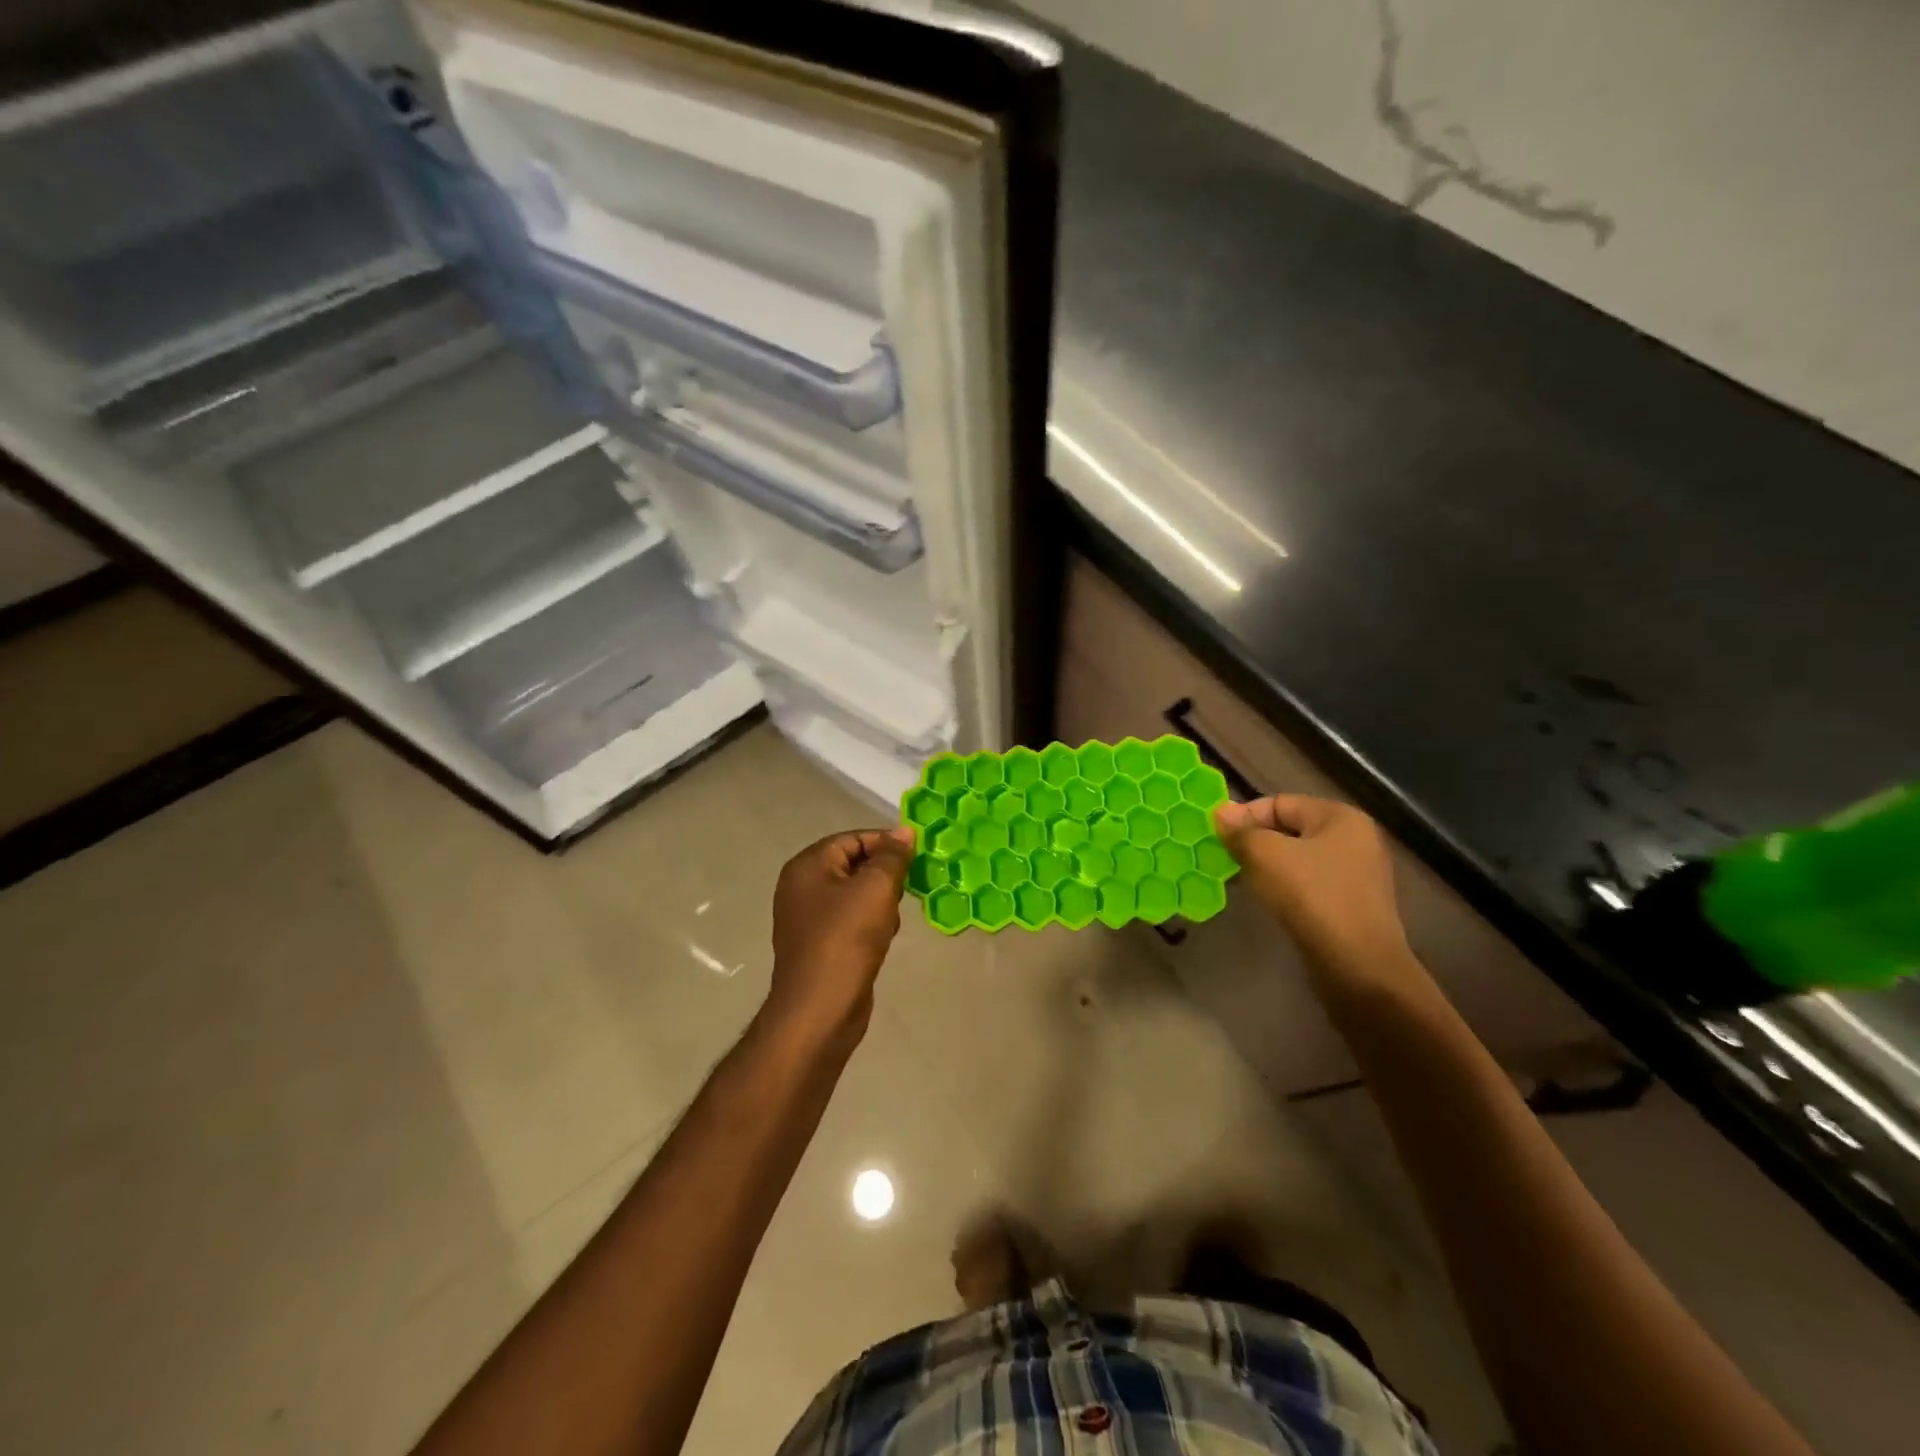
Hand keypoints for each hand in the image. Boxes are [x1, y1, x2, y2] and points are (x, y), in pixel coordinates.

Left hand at [764, 826, 914, 1049]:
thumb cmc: (846, 939)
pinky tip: (884, 937)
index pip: (852, 839)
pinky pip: (851, 920)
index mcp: (807, 866)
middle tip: (910, 886)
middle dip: (884, 874)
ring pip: (855, 894)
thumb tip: (904, 832)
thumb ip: (892, 857)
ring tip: (895, 916)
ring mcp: (808, 918)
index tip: (917, 855)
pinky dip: (870, 923)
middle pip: (853, 864)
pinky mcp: (820, 944)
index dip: (886, 843)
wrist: (820, 1010)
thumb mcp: (876, 889)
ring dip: (880, 900)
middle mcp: (802, 887)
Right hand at [1213, 795, 1411, 975]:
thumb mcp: (1266, 855)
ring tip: (1240, 880)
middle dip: (1254, 841)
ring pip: (1298, 858)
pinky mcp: (1352, 904)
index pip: (1280, 803)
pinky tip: (1267, 900)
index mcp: (1340, 817)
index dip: (1245, 816)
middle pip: (1290, 829)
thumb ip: (1241, 831)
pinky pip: (1309, 884)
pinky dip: (1285, 887)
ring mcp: (1357, 874)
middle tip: (1224, 858)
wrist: (1358, 966)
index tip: (1217, 837)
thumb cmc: (1312, 896)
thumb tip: (1220, 811)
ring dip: (1267, 866)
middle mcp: (1355, 839)